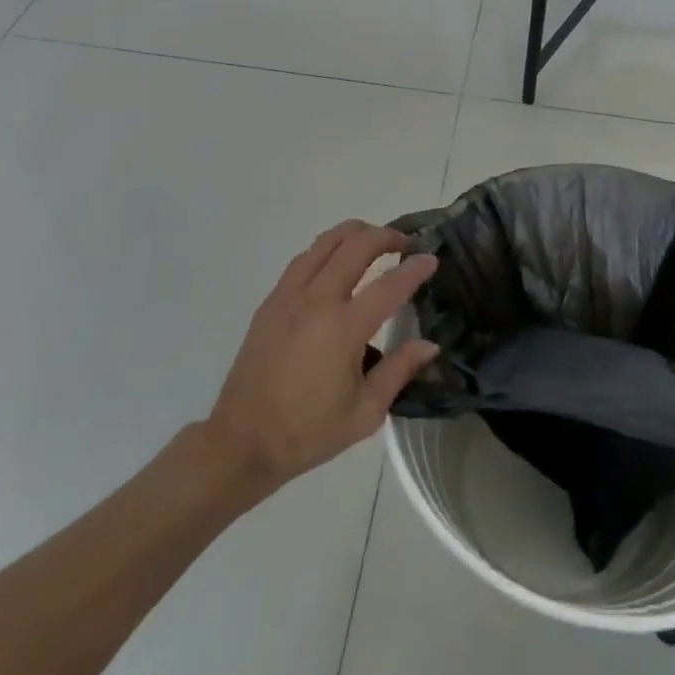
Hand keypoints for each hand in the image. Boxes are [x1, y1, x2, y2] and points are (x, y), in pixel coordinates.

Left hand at [204, 221, 439, 493]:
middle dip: (385, 236)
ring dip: (354, 234)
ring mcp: (289, 296)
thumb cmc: (308, 432)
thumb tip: (430, 345)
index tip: (432, 258)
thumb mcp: (365, 413)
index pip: (389, 285)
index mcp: (343, 329)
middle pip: (355, 246)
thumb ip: (399, 372)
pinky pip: (303, 260)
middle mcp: (317, 301)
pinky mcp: (271, 302)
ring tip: (373, 240)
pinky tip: (336, 262)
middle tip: (405, 243)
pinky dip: (327, 249)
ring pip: (325, 243)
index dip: (415, 268)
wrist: (242, 441)